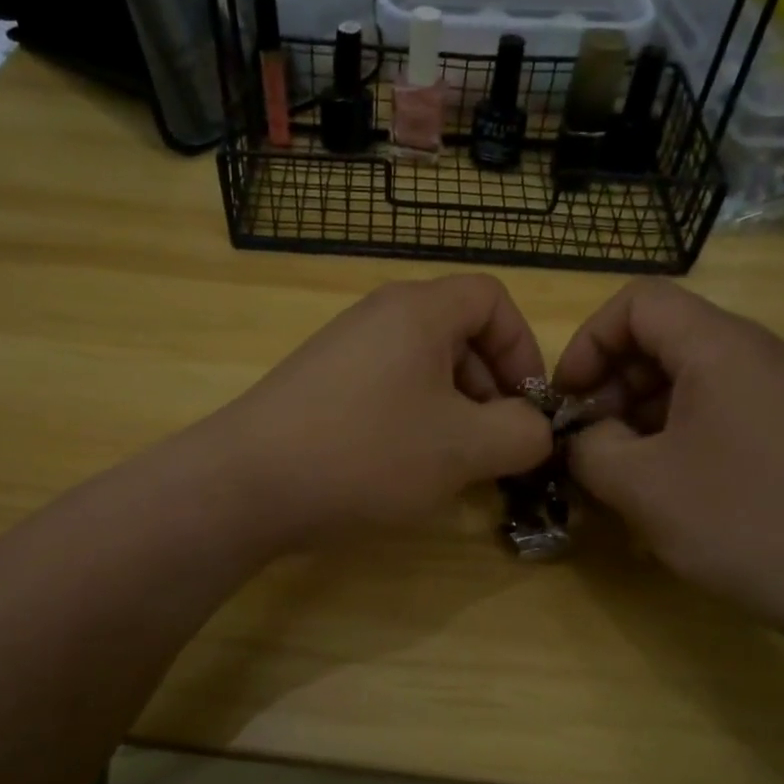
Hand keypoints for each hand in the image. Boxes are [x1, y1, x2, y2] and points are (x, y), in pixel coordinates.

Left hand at [213, 275, 554, 545]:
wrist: (247, 484)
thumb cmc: (367, 453)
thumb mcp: (464, 448)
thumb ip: (522, 433)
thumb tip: (535, 430)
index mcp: (419, 311)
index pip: (493, 299)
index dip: (523, 348)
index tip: (527, 406)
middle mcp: (378, 317)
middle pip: (458, 333)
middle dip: (491, 387)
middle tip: (494, 444)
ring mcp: (343, 350)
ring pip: (423, 367)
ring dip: (454, 410)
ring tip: (453, 463)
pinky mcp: (319, 386)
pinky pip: (387, 389)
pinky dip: (413, 421)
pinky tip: (405, 467)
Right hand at [553, 281, 783, 655]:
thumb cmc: (746, 522)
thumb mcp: (642, 487)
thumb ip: (589, 449)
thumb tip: (584, 438)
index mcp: (721, 347)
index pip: (638, 302)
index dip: (588, 342)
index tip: (567, 400)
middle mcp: (759, 354)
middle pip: (665, 338)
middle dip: (611, 383)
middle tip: (589, 442)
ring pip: (692, 378)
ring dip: (642, 414)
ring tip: (621, 472)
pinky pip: (722, 410)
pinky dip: (679, 434)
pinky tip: (668, 489)